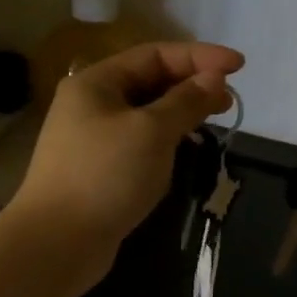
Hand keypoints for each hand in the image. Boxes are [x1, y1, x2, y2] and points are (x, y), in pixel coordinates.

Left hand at [11, 41, 244, 279]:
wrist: (57, 242)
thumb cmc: (105, 175)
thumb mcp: (152, 132)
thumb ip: (186, 102)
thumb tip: (215, 79)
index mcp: (96, 83)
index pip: (155, 55)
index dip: (199, 56)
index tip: (239, 66)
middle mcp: (91, 104)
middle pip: (149, 82)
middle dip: (191, 85)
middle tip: (230, 99)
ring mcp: (93, 139)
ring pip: (146, 115)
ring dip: (181, 114)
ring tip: (214, 122)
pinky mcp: (100, 171)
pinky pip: (140, 143)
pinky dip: (166, 141)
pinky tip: (185, 151)